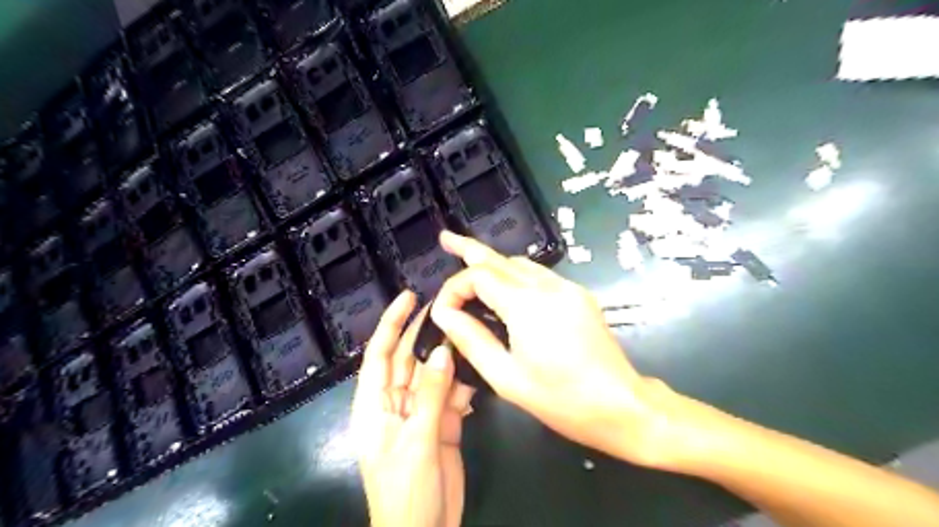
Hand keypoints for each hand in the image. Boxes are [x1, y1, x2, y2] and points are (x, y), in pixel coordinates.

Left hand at [349, 290, 473, 524]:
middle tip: (448, 306)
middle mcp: (396, 403)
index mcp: (375, 405)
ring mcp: (421, 412)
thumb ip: (430, 395)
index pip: (380, 355)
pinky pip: (452, 394)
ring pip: (434, 374)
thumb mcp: (417, 441)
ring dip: (450, 356)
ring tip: (470, 329)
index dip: (392, 324)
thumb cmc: (406, 491)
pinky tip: (478, 367)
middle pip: (409, 359)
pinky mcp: (442, 423)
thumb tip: (442, 352)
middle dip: (425, 333)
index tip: (408, 297)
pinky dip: (465, 382)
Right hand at [428, 232, 679, 467]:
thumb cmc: (560, 399)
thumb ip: (471, 340)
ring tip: (469, 261)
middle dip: (469, 248)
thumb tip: (444, 314)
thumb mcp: (506, 378)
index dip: (454, 288)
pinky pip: (539, 275)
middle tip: (446, 237)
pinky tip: (505, 287)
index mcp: (526, 305)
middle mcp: (547, 286)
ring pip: (520, 263)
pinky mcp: (578, 294)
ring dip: (493, 262)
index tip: (443, 311)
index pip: (479, 276)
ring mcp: (567, 287)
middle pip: (500, 259)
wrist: (620, 404)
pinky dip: (515, 275)